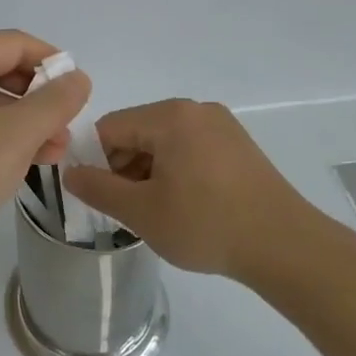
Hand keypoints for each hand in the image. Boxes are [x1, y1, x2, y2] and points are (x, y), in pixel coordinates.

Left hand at [0, 31, 91, 246]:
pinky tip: (18, 164)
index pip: (14, 43)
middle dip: (39, 99)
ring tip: (52, 154)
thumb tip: (78, 77)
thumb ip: (55, 102)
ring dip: (22, 123)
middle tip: (66, 130)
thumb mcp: (17, 134)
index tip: (79, 91)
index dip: (52, 62)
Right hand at [61, 99, 338, 280]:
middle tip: (132, 209)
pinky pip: (191, 147)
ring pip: (164, 141)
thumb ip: (98, 188)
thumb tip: (69, 172)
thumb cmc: (206, 225)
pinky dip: (178, 170)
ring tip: (161, 212)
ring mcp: (221, 124)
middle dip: (125, 167)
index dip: (98, 162)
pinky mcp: (238, 144)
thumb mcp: (141, 212)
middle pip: (137, 131)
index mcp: (168, 116)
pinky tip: (189, 205)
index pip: (109, 128)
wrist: (286, 246)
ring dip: (151, 171)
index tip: (106, 198)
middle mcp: (195, 109)